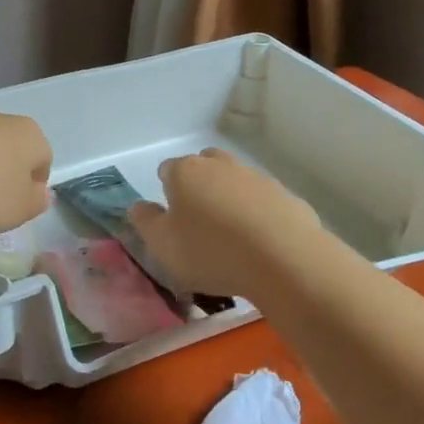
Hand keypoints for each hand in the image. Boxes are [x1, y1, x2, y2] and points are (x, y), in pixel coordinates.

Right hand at [128, 149, 321, 300]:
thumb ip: (145, 222)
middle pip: (203, 167)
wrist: (284, 258)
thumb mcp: (163, 245)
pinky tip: (260, 243)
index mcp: (185, 172)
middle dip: (199, 186)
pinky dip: (258, 214)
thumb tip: (137, 206)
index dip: (166, 192)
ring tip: (232, 238)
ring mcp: (256, 177)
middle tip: (200, 222)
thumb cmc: (211, 251)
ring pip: (235, 181)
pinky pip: (263, 201)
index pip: (167, 170)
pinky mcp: (285, 195)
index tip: (172, 219)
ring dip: (230, 199)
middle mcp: (220, 165)